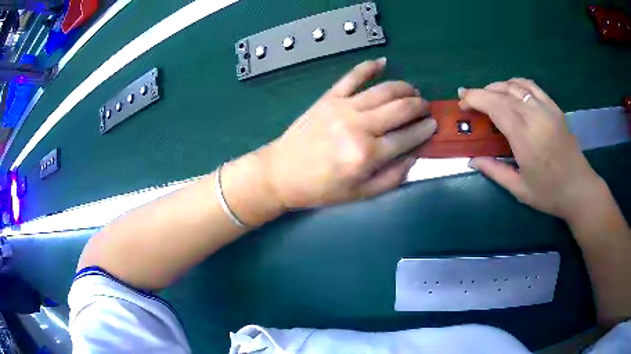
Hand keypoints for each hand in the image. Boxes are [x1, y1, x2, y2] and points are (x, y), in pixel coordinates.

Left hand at [258, 59, 435, 207]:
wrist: (281, 173)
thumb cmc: (321, 189)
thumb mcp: (360, 194)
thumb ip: (393, 177)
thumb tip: (415, 154)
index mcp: (367, 155)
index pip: (408, 136)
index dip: (426, 129)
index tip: (434, 124)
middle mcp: (359, 126)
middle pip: (401, 108)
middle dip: (420, 106)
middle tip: (426, 108)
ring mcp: (343, 107)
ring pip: (384, 90)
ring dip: (404, 88)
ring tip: (413, 91)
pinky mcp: (328, 98)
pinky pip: (352, 77)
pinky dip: (369, 67)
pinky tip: (383, 62)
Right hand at [460, 79, 602, 219]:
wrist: (579, 189)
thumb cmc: (549, 194)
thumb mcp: (519, 189)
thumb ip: (494, 171)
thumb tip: (472, 160)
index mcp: (525, 139)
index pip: (495, 106)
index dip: (475, 99)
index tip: (462, 102)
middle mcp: (535, 117)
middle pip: (503, 93)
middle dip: (481, 92)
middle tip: (469, 99)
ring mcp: (547, 109)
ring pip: (516, 86)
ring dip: (497, 86)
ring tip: (488, 95)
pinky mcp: (554, 108)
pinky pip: (531, 86)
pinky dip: (516, 84)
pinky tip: (510, 91)